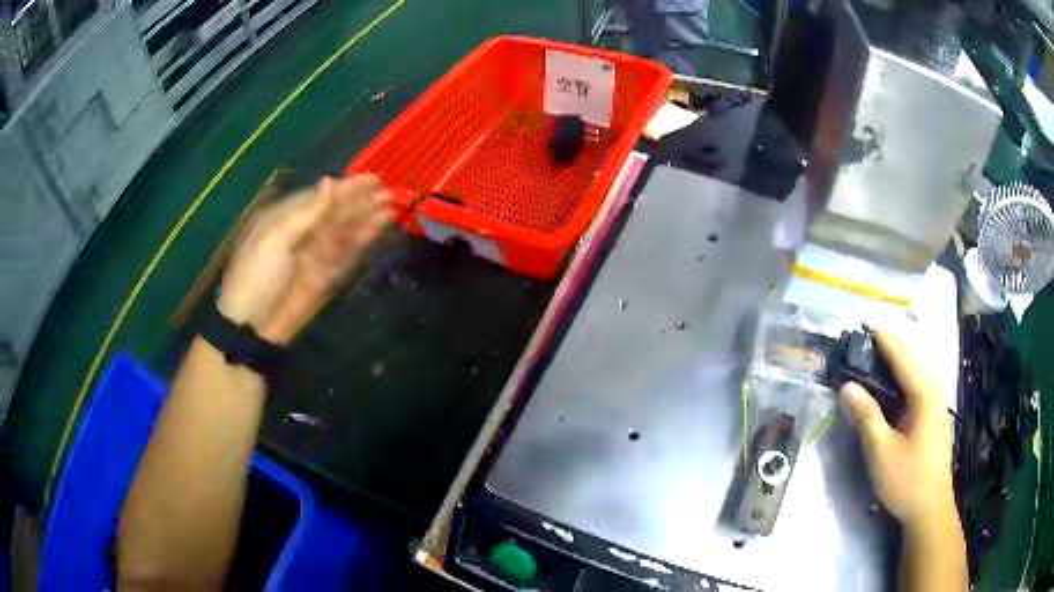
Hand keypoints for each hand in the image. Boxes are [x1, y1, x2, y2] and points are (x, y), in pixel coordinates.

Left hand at [217, 174, 392, 344]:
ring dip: (366, 220)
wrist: (252, 328)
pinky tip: (378, 228)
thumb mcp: (276, 238)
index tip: (372, 179)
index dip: (345, 188)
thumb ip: (308, 213)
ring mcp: (315, 257)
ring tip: (391, 206)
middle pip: (335, 214)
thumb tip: (329, 181)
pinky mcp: (326, 279)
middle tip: (388, 191)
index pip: (320, 198)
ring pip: (345, 234)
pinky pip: (347, 256)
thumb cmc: (257, 276)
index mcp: (285, 220)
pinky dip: (363, 242)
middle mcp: (302, 234)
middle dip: (360, 203)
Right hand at [840, 327, 955, 523]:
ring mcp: (936, 407)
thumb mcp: (882, 452)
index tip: (864, 325)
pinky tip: (889, 391)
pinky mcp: (933, 420)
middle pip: (910, 363)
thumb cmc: (907, 480)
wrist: (929, 510)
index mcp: (925, 395)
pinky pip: (916, 391)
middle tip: (863, 345)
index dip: (884, 341)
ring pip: (914, 377)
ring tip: (872, 362)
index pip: (903, 358)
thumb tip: (847, 386)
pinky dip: (900, 384)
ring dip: (894, 367)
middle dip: (888, 351)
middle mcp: (934, 393)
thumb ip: (866, 416)